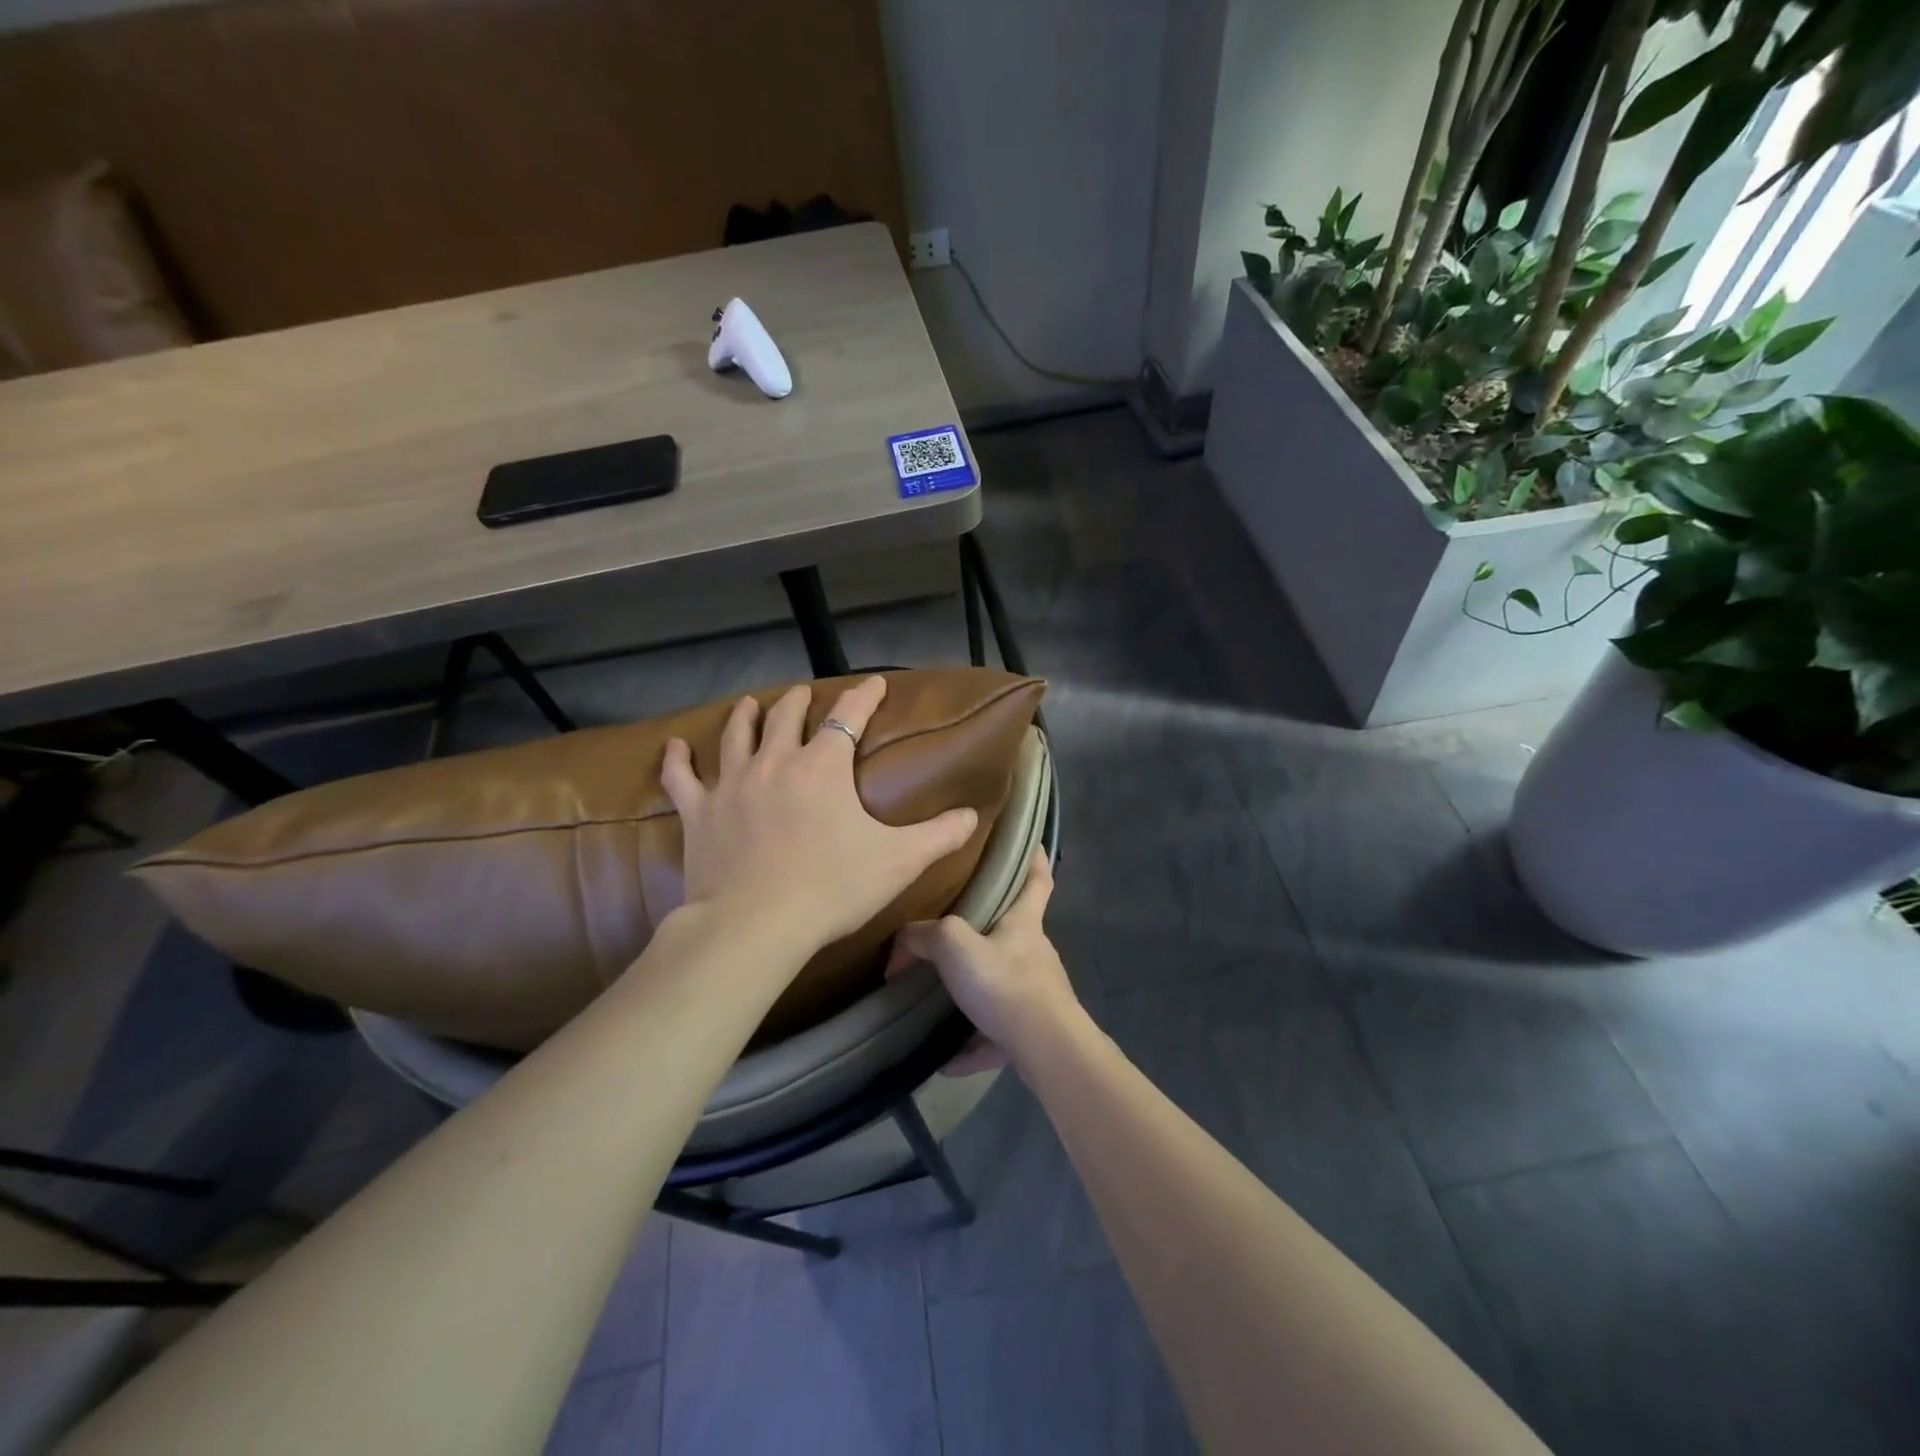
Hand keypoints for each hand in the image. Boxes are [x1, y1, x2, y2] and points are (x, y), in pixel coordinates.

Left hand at [660, 675, 979, 955]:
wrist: (754, 926)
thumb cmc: (831, 888)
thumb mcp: (898, 861)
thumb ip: (939, 835)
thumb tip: (973, 816)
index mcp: (823, 767)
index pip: (848, 716)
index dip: (864, 696)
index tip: (875, 683)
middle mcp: (775, 762)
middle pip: (786, 716)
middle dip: (799, 701)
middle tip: (805, 695)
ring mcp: (732, 784)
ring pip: (736, 735)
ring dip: (746, 715)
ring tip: (750, 703)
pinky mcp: (699, 812)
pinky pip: (681, 778)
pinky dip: (677, 760)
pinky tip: (674, 746)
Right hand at [887, 850, 1078, 1073]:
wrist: (1045, 1049)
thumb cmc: (1005, 982)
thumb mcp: (955, 946)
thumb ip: (925, 936)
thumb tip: (902, 940)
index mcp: (1024, 923)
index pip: (1037, 879)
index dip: (1035, 859)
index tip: (1033, 844)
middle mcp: (1034, 953)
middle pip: (1015, 933)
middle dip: (989, 931)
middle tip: (954, 931)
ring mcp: (1037, 994)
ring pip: (1002, 986)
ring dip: (974, 994)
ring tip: (939, 1002)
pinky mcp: (1032, 1033)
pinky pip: (996, 1035)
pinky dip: (973, 1045)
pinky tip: (946, 1060)